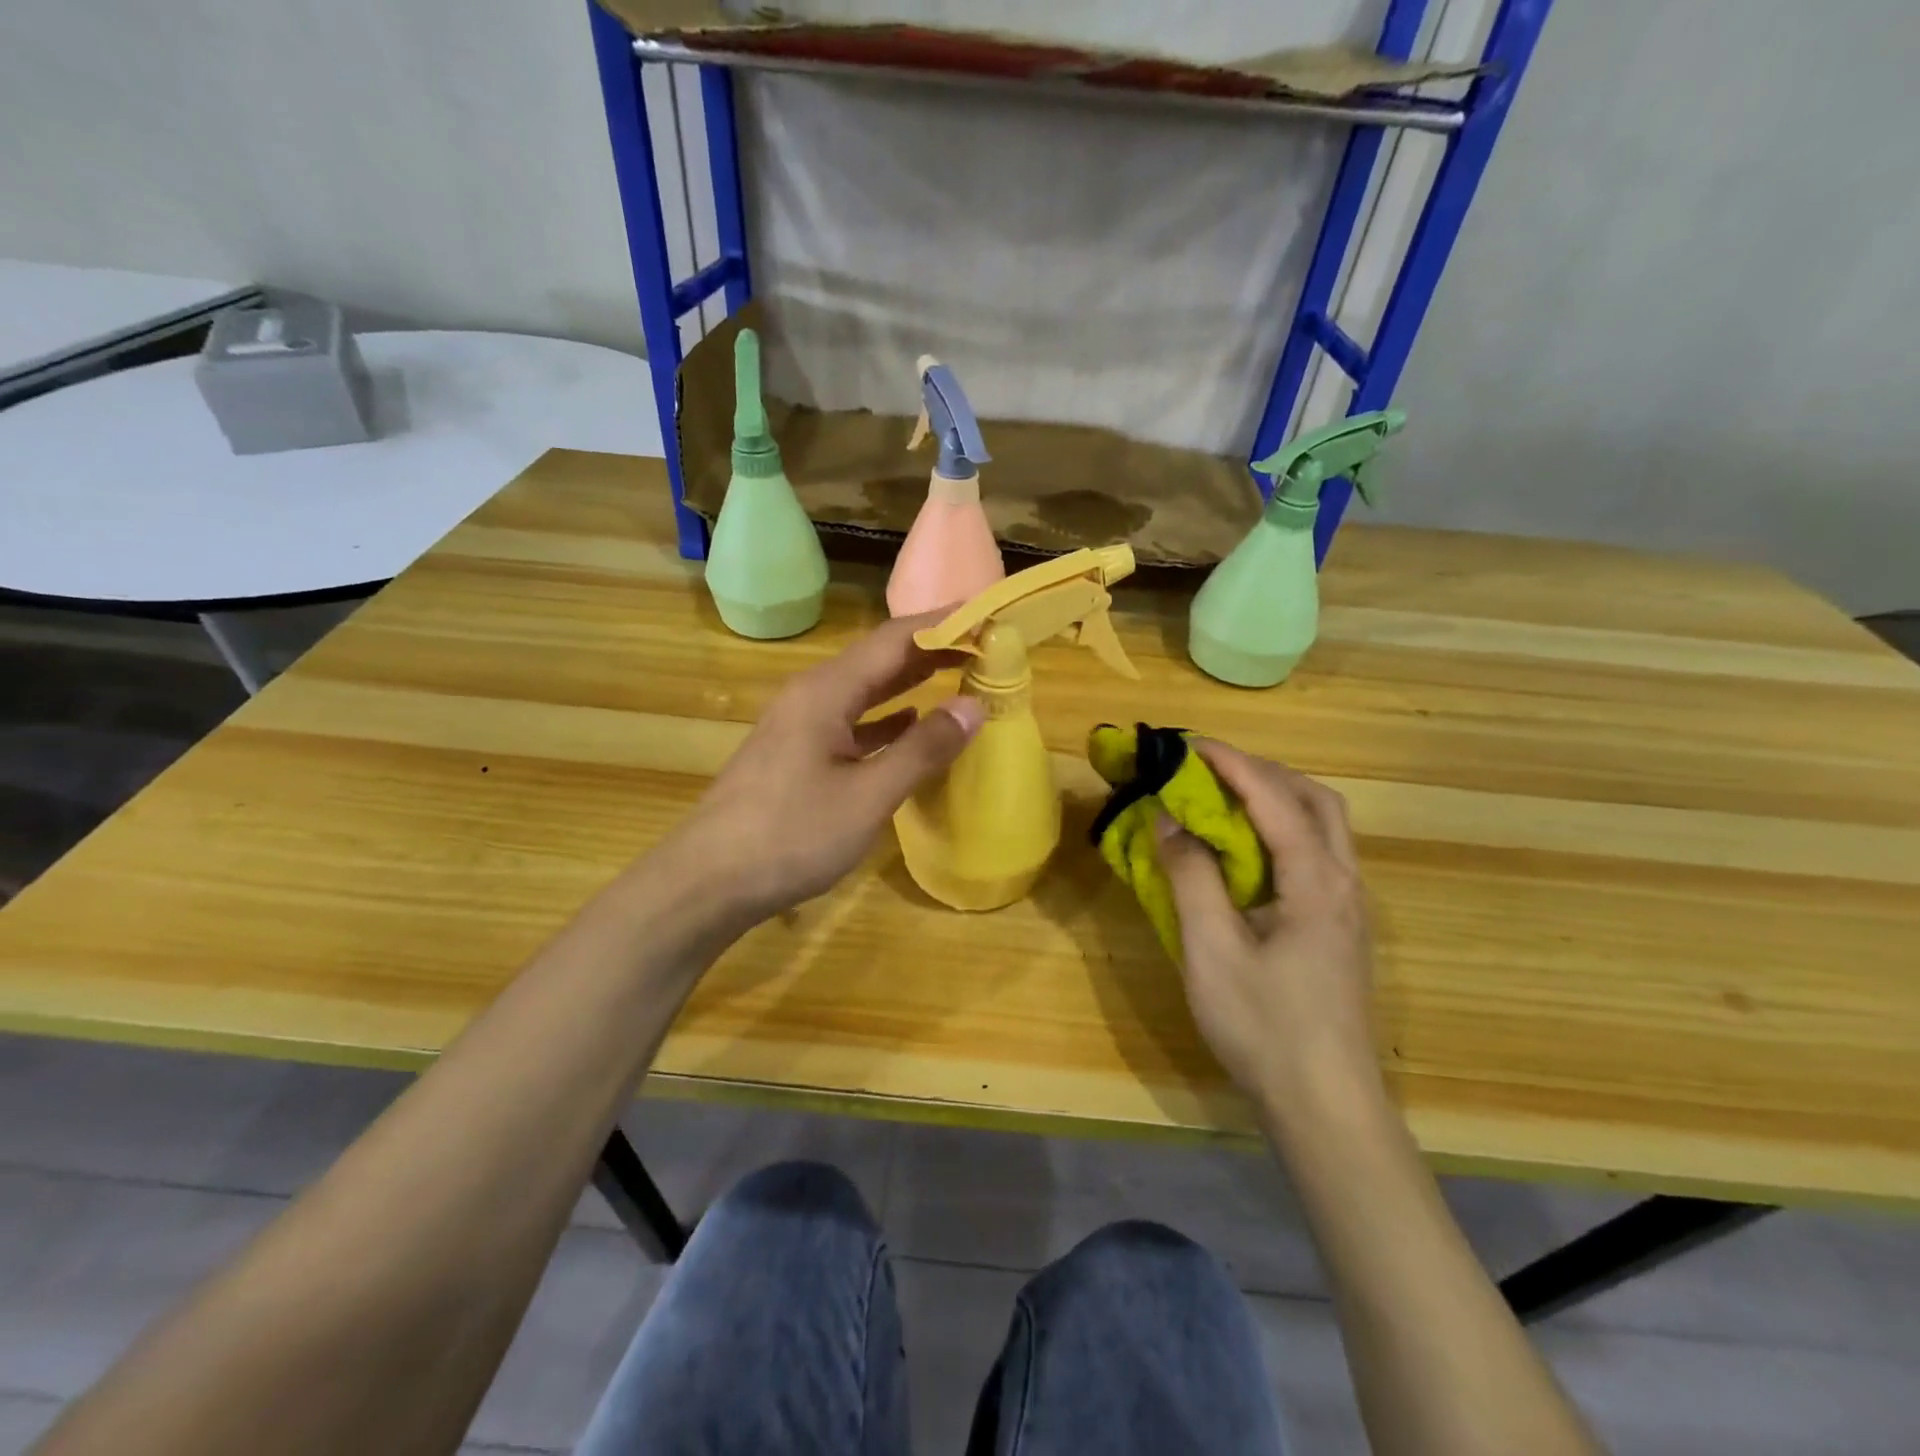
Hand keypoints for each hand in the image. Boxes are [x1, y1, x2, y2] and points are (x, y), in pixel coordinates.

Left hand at [668, 613, 985, 920]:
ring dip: (910, 681)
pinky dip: (886, 718)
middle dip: (931, 649)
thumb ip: (922, 749)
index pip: (894, 639)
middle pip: (879, 658)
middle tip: (985, 646)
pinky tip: (909, 725)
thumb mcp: (868, 796)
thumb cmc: (791, 835)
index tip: (988, 616)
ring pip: (864, 690)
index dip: (943, 623)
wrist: (709, 881)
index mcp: (827, 692)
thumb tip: (972, 706)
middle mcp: (812, 696)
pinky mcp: (797, 753)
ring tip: (957, 674)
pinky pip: (851, 721)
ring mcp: (800, 725)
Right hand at [1154, 740, 1378, 1126]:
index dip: (1232, 763)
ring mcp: (1349, 908)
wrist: (1326, 1106)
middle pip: (1315, 801)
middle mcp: (1344, 883)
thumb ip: (1191, 878)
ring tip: (1224, 801)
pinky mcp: (1341, 930)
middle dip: (1262, 772)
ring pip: (1323, 827)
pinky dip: (1282, 831)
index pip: (1275, 799)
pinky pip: (1317, 855)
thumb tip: (1171, 821)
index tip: (1189, 743)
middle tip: (1209, 770)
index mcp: (1317, 883)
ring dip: (1276, 799)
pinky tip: (1248, 853)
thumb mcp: (1212, 951)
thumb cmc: (1265, 1027)